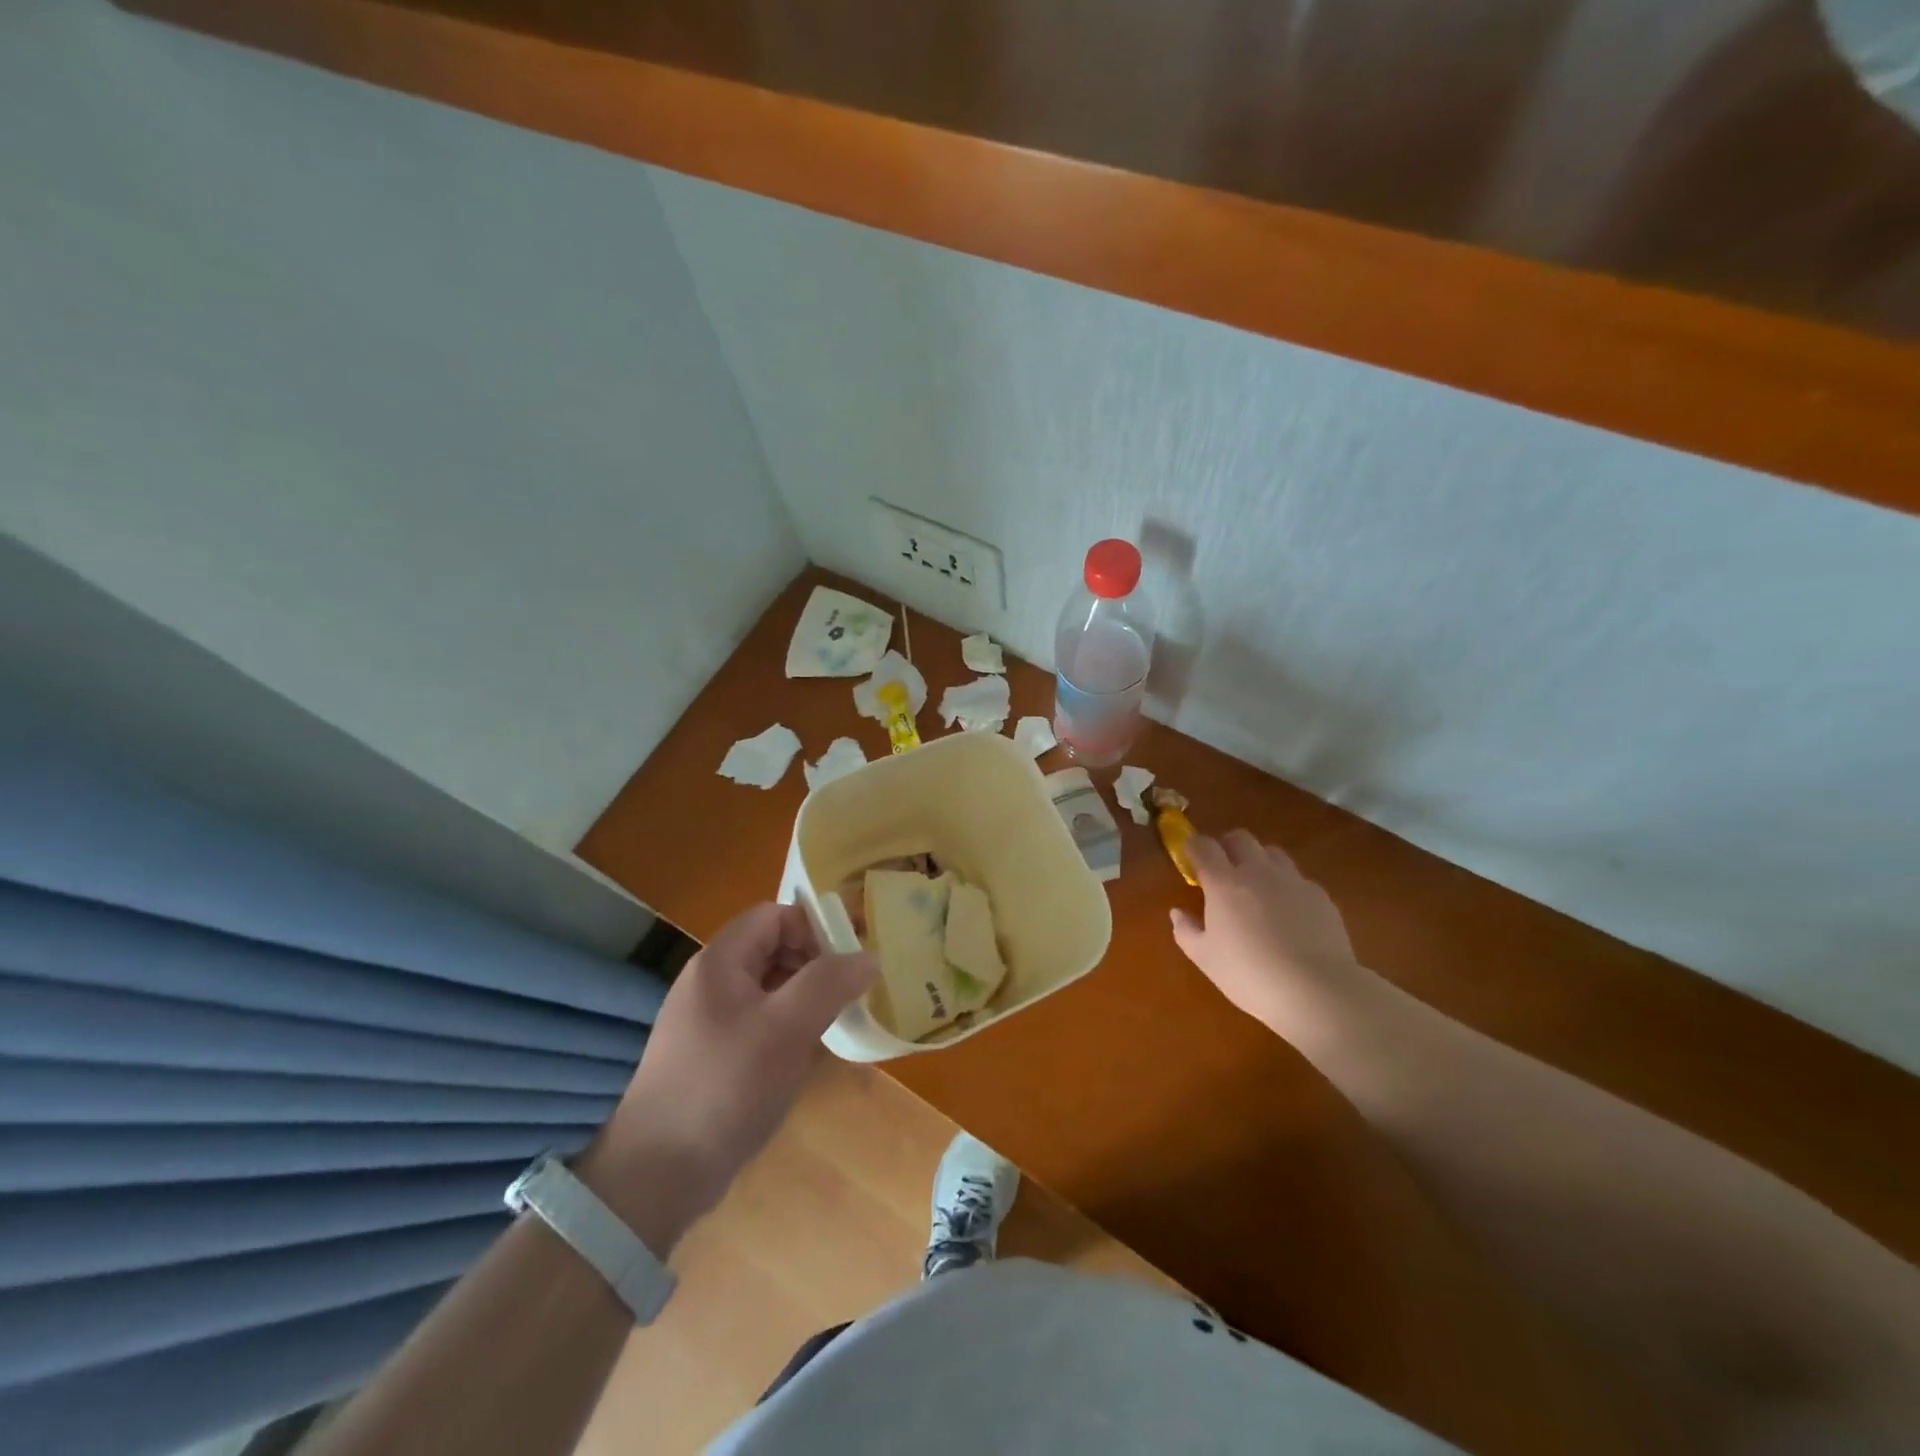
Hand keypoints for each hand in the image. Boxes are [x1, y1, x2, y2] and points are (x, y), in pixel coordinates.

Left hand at [577, 904, 876, 1249]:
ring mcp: (707, 1021)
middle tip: (850, 990)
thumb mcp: (787, 1028)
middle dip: (814, 962)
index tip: (849, 958)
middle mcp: (710, 982)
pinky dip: (787, 1027)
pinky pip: (758, 1022)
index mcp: (720, 962)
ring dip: (804, 996)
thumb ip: (829, 983)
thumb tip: (867, 957)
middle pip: (771, 948)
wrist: (658, 1174)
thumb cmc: (726, 1085)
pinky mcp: (710, 1056)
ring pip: (768, 988)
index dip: (814, 927)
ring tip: (836, 1021)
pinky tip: (807, 1055)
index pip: (774, 915)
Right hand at [1170, 830, 1365, 1031]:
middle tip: (1223, 871)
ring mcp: (1292, 880)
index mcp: (1224, 883)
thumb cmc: (1249, 974)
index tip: (1190, 858)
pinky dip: (1286, 887)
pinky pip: (1298, 878)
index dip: (1194, 846)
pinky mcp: (1320, 896)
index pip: (1204, 846)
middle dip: (1227, 846)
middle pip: (1240, 838)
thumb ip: (1186, 930)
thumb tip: (1177, 913)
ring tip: (1257, 888)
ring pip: (1272, 853)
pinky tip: (1289, 914)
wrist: (1317, 991)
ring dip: (1259, 862)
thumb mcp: (1205, 958)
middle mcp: (1258, 871)